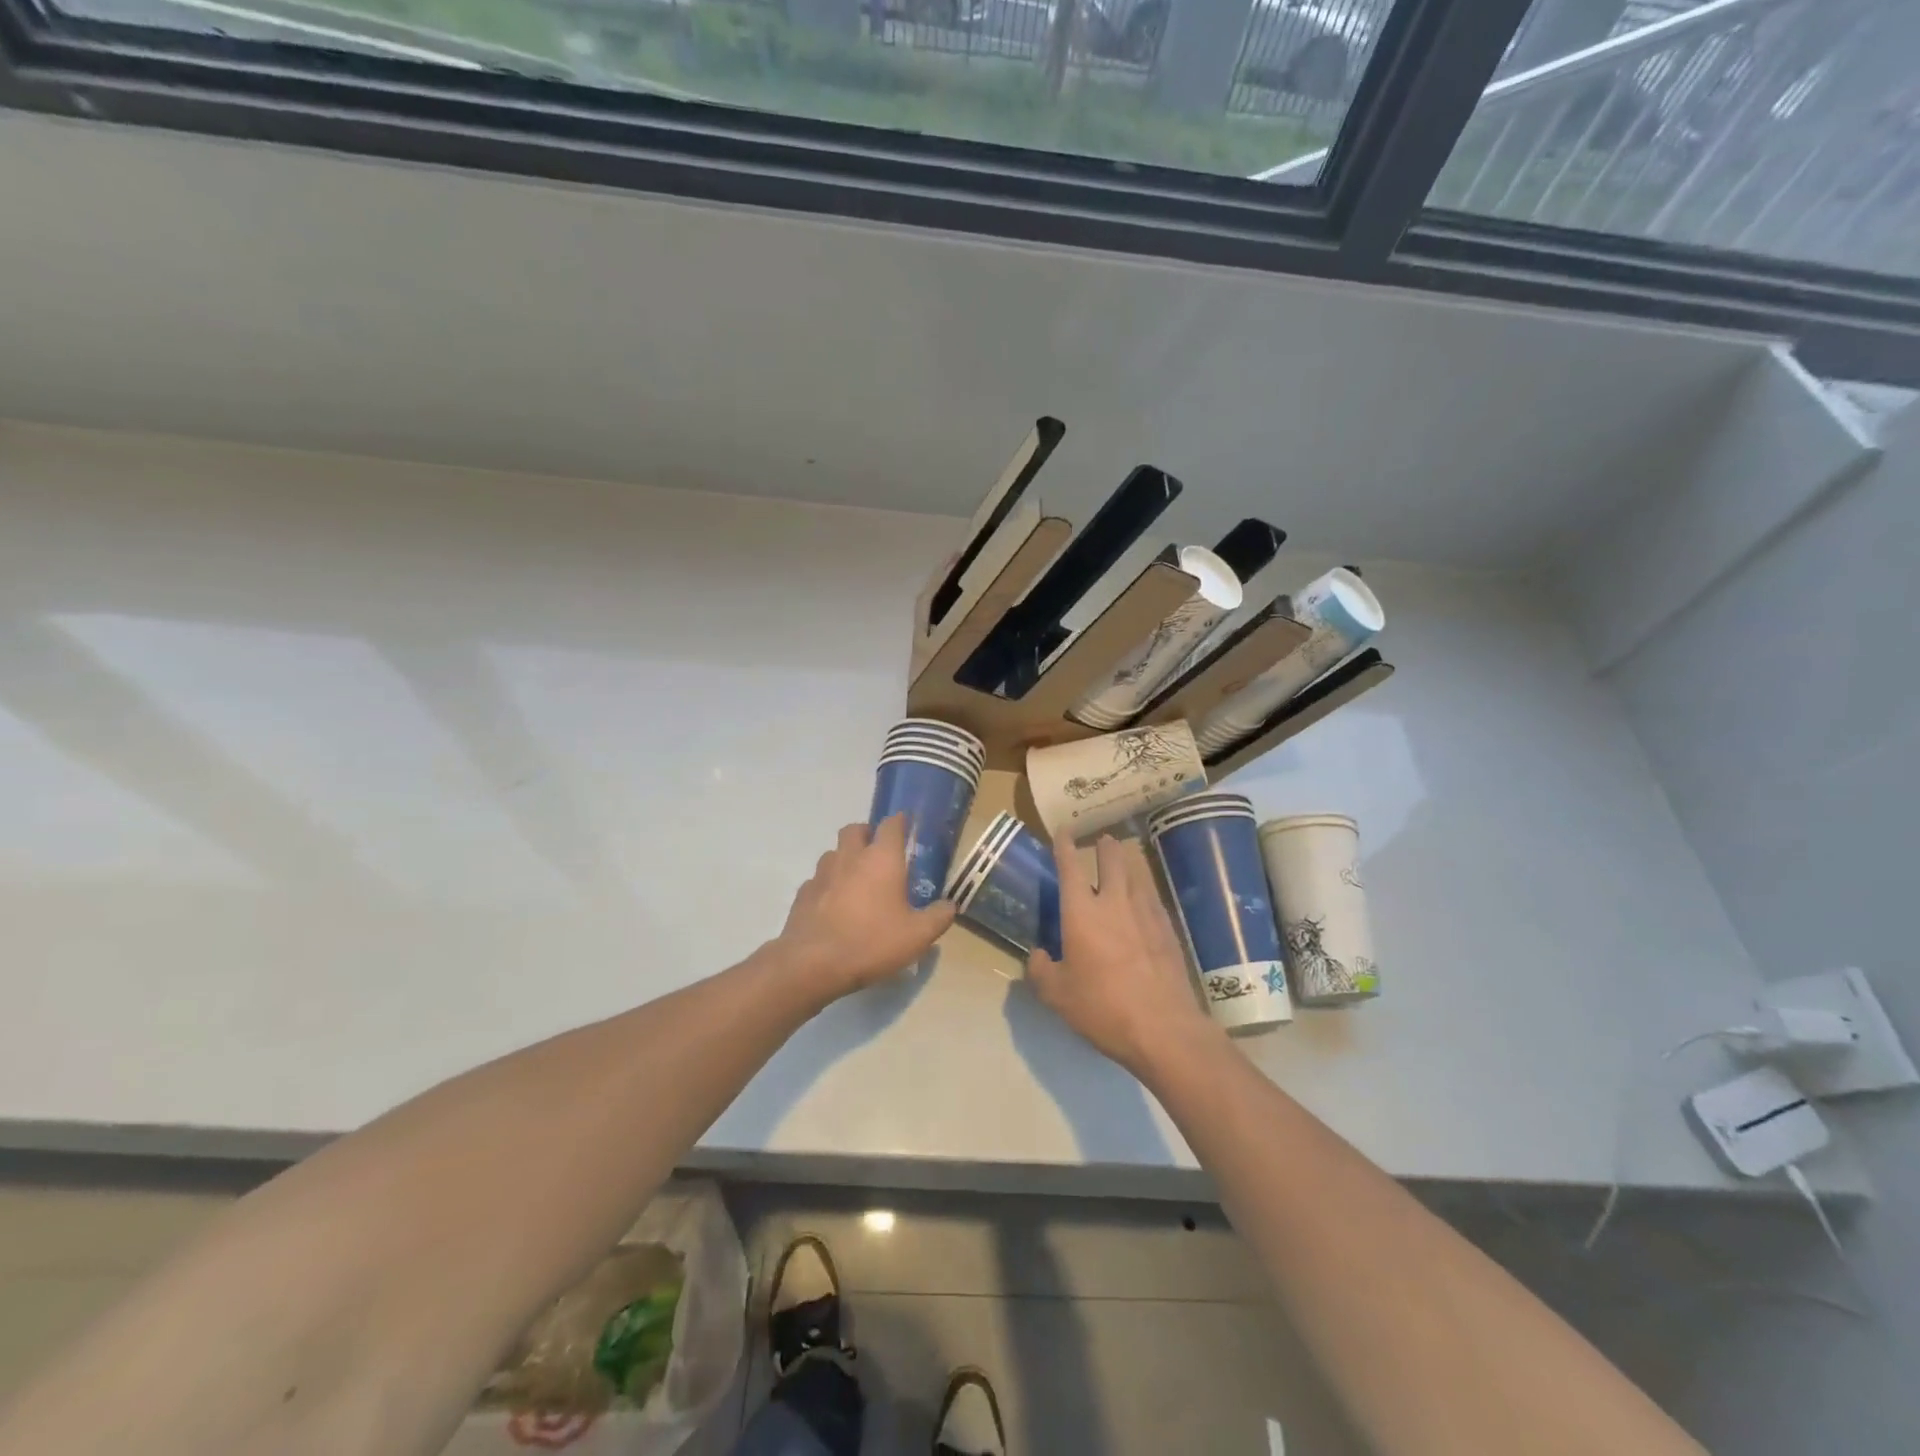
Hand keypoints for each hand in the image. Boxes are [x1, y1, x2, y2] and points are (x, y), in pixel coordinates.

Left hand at [776, 815, 955, 998]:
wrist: (814, 963)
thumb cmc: (872, 942)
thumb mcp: (917, 936)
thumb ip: (938, 917)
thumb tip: (950, 905)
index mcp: (882, 859)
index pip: (891, 824)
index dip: (899, 822)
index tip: (906, 827)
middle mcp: (850, 857)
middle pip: (855, 829)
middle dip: (867, 833)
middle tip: (879, 853)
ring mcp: (822, 873)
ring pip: (834, 853)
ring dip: (845, 859)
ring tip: (857, 881)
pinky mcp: (803, 893)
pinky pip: (818, 880)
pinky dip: (828, 885)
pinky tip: (835, 906)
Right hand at [1027, 833, 1221, 1077]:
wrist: (1162, 1028)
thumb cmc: (1102, 1008)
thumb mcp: (1057, 995)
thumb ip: (1040, 970)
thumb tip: (1038, 955)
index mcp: (1082, 912)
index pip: (1070, 867)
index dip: (1064, 846)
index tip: (1063, 832)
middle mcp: (1114, 902)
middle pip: (1112, 861)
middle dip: (1105, 846)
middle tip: (1103, 841)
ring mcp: (1146, 914)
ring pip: (1136, 876)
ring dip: (1127, 865)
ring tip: (1123, 864)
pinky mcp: (1168, 930)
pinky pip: (1152, 899)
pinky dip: (1144, 892)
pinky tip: (1144, 901)